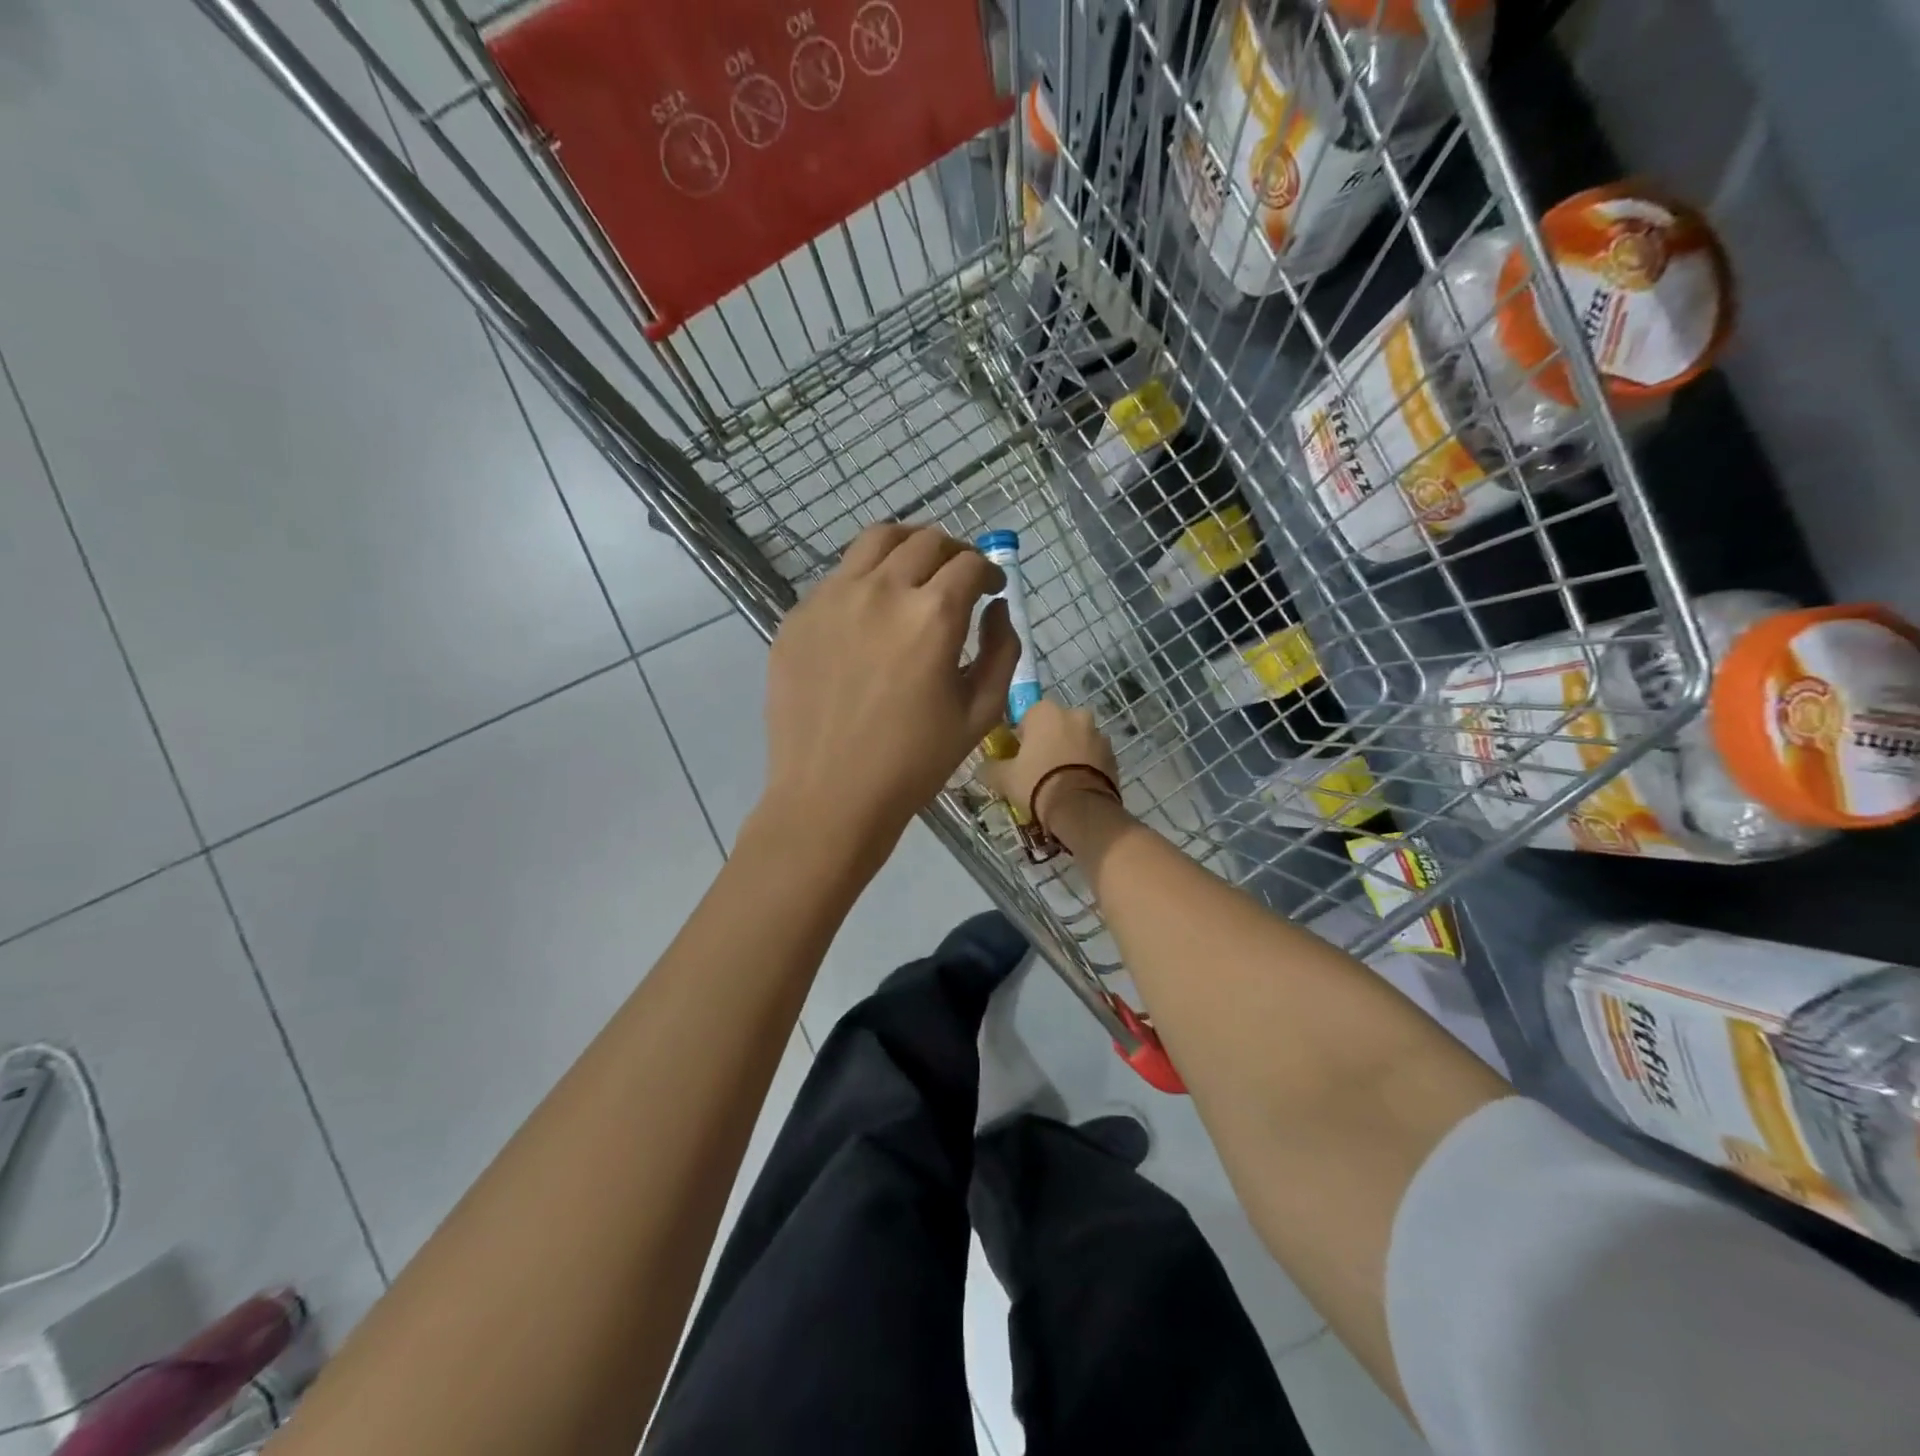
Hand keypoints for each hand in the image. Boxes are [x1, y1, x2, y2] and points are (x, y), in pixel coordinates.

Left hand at [759, 523, 1021, 861]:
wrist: (830, 796)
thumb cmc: (914, 763)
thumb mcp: (980, 713)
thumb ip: (1002, 650)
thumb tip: (997, 608)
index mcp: (932, 616)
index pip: (968, 564)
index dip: (988, 570)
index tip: (990, 588)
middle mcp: (881, 591)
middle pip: (925, 540)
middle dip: (953, 552)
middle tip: (958, 577)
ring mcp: (831, 598)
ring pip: (875, 541)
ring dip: (907, 547)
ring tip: (914, 572)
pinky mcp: (797, 616)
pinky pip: (838, 577)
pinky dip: (865, 579)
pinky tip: (869, 615)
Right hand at [980, 699, 1121, 825]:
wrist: (1081, 809)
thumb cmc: (1037, 783)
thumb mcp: (1004, 778)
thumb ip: (990, 768)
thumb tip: (981, 767)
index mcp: (1046, 711)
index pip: (1027, 717)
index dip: (1021, 738)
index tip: (1018, 759)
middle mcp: (1075, 714)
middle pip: (1055, 726)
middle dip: (1047, 743)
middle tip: (1037, 770)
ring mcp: (1098, 734)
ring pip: (1076, 740)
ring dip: (1068, 753)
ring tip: (1059, 781)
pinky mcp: (1113, 755)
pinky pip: (1092, 756)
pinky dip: (1084, 766)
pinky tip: (1075, 786)